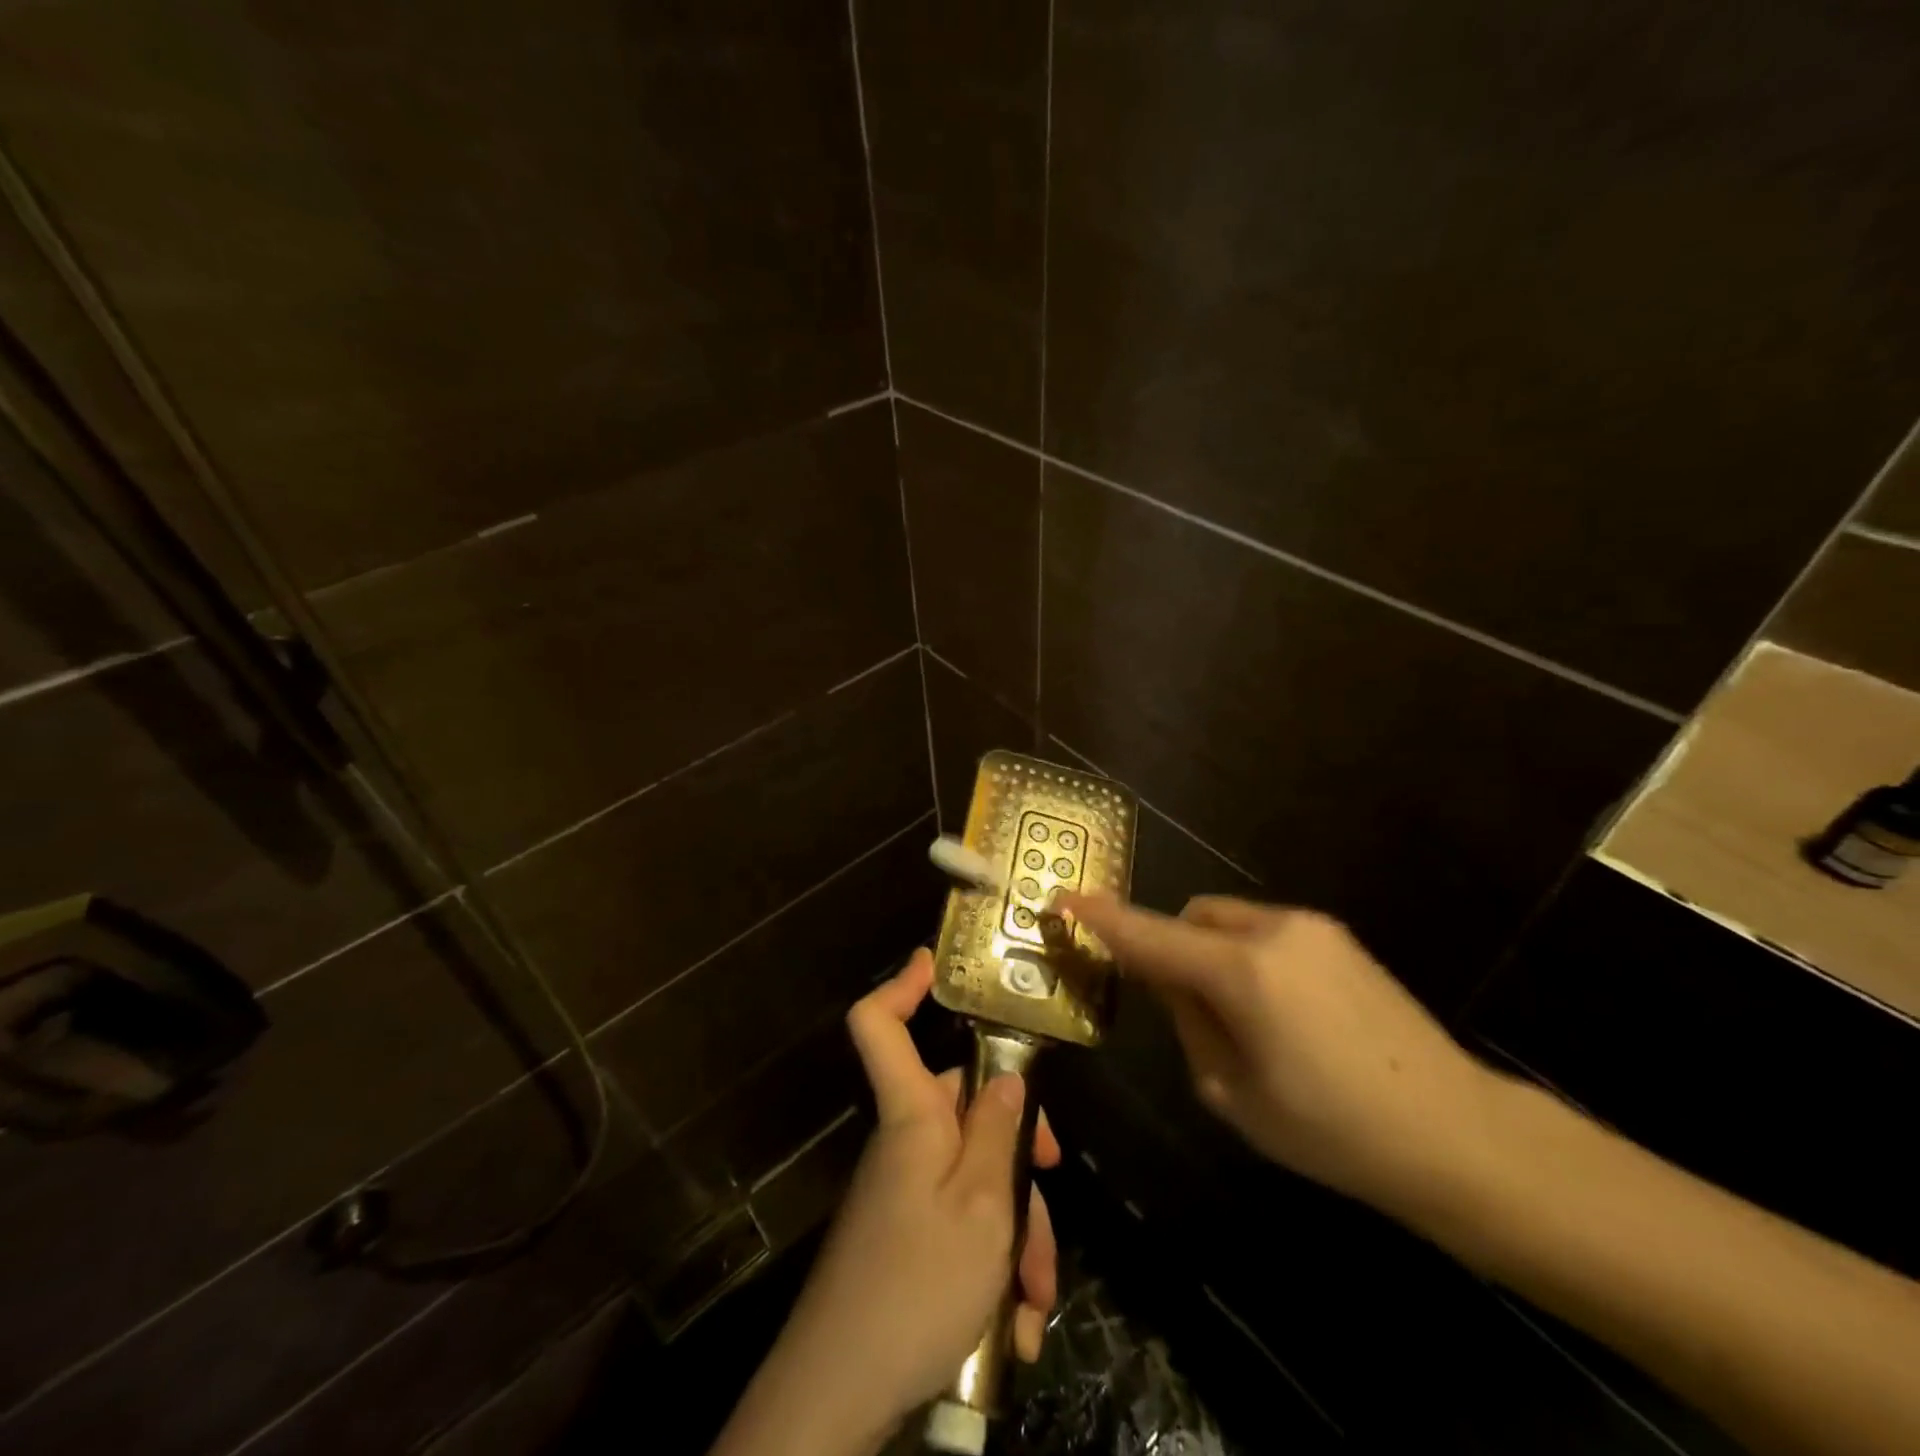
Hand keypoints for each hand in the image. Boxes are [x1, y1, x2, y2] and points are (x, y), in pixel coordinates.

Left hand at [734, 949, 1058, 1449]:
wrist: (839, 1396)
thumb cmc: (915, 1284)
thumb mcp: (981, 1205)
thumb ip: (998, 1132)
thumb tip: (1007, 1076)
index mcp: (911, 1115)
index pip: (879, 1023)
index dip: (902, 984)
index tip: (934, 962)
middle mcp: (906, 1142)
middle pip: (967, 1112)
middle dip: (1019, 1155)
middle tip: (1053, 1192)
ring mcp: (907, 1192)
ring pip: (978, 1178)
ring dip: (1016, 1233)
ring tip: (1034, 1301)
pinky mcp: (910, 1238)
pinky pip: (963, 1227)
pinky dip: (994, 1267)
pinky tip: (1014, 1326)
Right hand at [1062, 892, 1501, 1214]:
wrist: (1456, 1132)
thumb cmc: (1332, 1131)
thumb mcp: (1233, 1092)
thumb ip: (1187, 1022)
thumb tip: (1168, 980)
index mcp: (1241, 974)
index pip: (1149, 936)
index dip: (1100, 918)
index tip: (1062, 899)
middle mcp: (1273, 932)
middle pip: (1190, 918)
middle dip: (1169, 946)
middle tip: (1178, 1004)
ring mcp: (1311, 928)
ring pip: (1227, 921)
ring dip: (1209, 951)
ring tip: (1239, 1016)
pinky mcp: (1338, 937)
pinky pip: (1265, 931)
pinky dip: (1245, 955)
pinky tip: (1280, 1013)